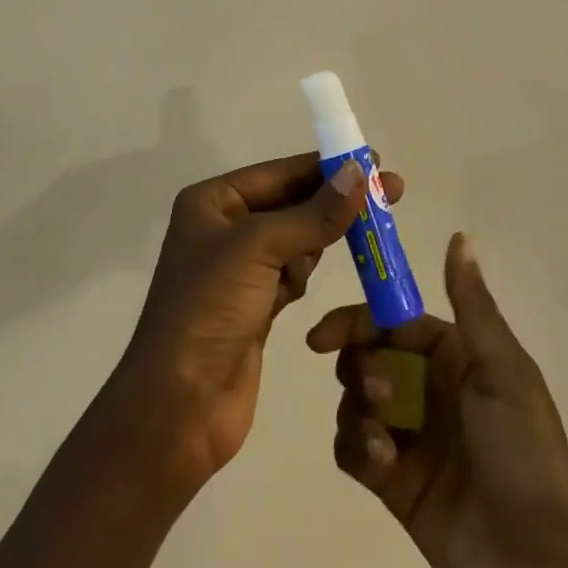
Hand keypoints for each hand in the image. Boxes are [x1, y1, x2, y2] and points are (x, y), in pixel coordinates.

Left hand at [111, 152, 403, 497]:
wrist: (179, 406)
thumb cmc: (209, 309)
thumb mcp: (259, 248)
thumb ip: (313, 213)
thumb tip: (358, 171)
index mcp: (211, 202)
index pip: (278, 172)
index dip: (325, 166)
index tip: (373, 161)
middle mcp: (223, 229)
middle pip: (290, 204)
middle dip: (333, 202)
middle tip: (389, 193)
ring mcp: (238, 271)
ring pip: (295, 239)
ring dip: (319, 240)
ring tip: (357, 239)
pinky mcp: (254, 307)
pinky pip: (291, 275)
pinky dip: (303, 274)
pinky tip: (306, 281)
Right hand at [308, 235, 567, 567]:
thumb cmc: (524, 454)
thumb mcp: (502, 370)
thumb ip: (471, 303)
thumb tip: (460, 234)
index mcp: (453, 357)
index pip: (391, 322)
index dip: (357, 321)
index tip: (322, 335)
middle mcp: (427, 388)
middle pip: (366, 357)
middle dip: (358, 368)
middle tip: (375, 395)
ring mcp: (409, 436)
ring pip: (354, 402)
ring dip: (357, 412)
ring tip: (384, 441)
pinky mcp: (394, 482)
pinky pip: (353, 450)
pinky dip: (357, 449)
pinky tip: (381, 464)